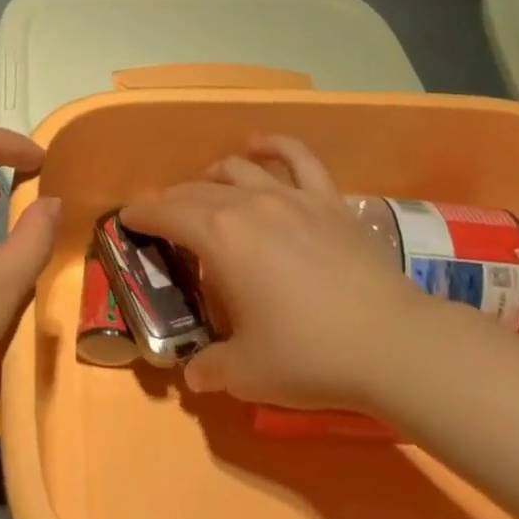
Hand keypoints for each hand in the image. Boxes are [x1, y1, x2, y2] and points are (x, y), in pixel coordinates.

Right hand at [120, 134, 428, 412]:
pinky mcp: (327, 199)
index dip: (143, 214)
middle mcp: (248, 204)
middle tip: (161, 215)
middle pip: (197, 191)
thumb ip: (210, 369)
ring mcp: (291, 196)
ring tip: (204, 186)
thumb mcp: (247, 373)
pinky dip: (275, 145)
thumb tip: (193, 373)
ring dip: (212, 174)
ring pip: (239, 169)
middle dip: (171, 200)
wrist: (391, 342)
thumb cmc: (309, 355)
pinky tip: (261, 144)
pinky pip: (298, 157)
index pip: (168, 214)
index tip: (127, 218)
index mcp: (220, 237)